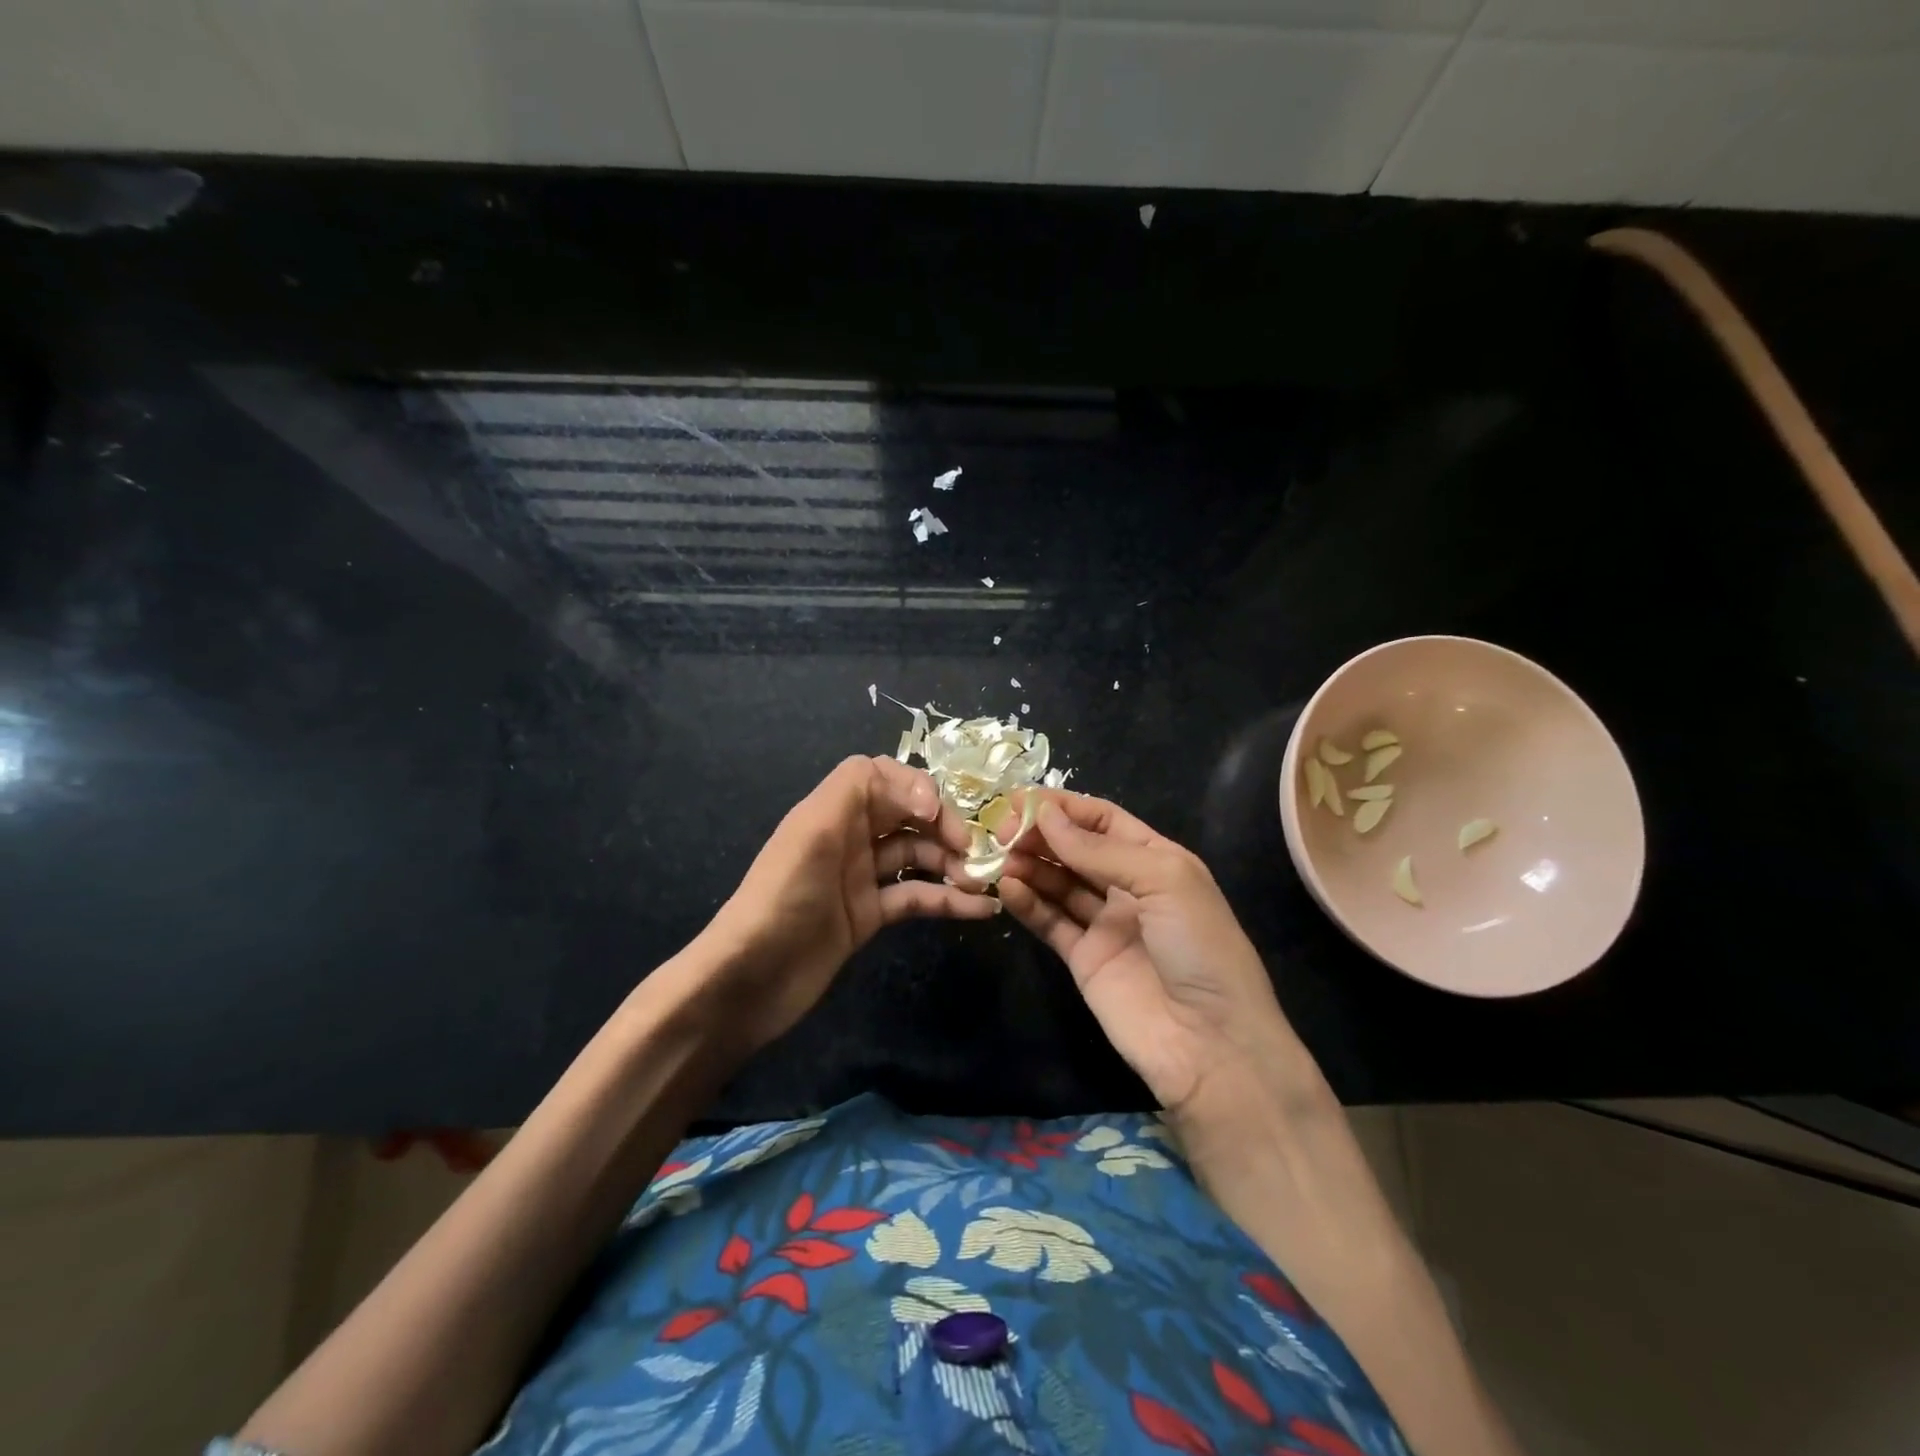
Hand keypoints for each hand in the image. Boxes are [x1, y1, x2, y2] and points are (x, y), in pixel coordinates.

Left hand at [699, 755, 999, 1054]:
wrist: (749, 981)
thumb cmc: (781, 899)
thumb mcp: (811, 832)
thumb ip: (857, 790)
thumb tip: (922, 794)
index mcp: (832, 810)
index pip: (880, 776)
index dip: (914, 785)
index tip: (936, 813)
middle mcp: (848, 837)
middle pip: (906, 814)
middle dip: (943, 825)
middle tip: (973, 850)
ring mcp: (860, 878)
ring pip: (916, 856)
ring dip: (951, 863)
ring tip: (981, 881)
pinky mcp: (869, 916)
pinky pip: (915, 898)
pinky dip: (947, 901)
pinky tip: (980, 909)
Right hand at [997, 793, 1299, 1119]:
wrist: (1210, 1044)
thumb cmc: (1200, 947)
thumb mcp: (1164, 881)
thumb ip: (1101, 849)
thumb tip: (1046, 816)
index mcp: (1158, 860)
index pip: (1104, 821)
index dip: (1064, 808)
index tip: (1021, 800)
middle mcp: (1129, 887)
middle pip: (1076, 849)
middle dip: (1040, 835)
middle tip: (1002, 829)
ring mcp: (1105, 924)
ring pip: (1059, 883)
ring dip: (1029, 865)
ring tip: (999, 856)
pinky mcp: (1084, 959)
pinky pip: (1050, 922)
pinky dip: (1027, 903)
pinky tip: (1007, 887)